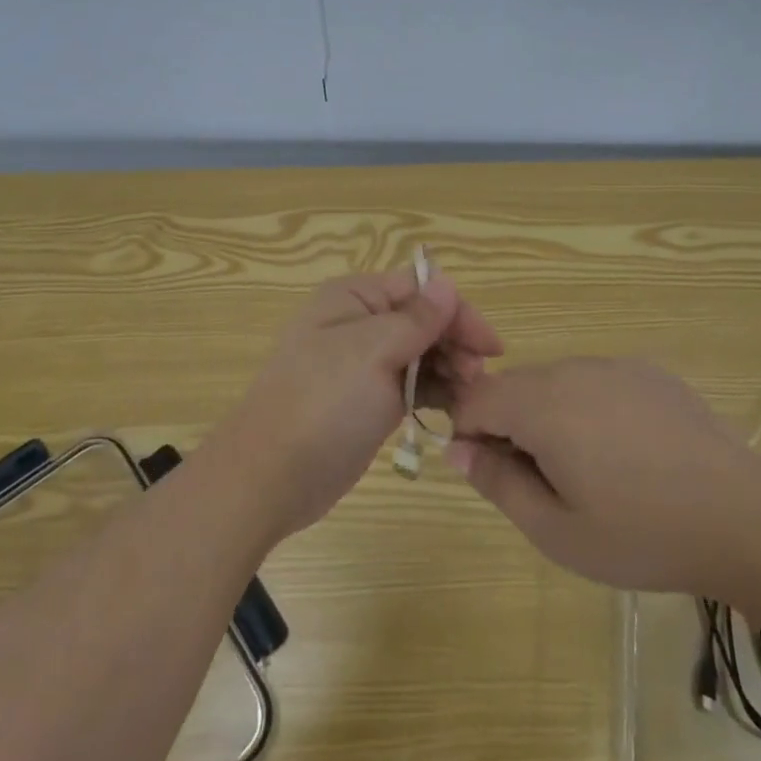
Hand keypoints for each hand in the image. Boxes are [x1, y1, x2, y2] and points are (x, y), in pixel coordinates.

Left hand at [210, 266, 503, 541]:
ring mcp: (364, 365)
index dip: (457, 311)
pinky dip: (436, 392)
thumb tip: (446, 284)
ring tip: (470, 398)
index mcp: (354, 298)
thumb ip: (415, 318)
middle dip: (456, 343)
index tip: (489, 348)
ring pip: (422, 353)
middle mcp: (359, 324)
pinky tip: (456, 411)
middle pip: (423, 319)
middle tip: (479, 379)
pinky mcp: (369, 401)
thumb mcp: (371, 351)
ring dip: (451, 369)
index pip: (419, 287)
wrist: (270, 477)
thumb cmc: (321, 403)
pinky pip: (412, 385)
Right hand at [446, 358, 760, 601]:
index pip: (474, 398)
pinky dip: (587, 408)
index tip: (490, 473)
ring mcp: (614, 365)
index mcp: (542, 404)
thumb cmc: (642, 534)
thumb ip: (498, 483)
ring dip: (548, 416)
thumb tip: (457, 450)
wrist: (746, 520)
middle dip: (508, 426)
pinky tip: (625, 452)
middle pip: (513, 386)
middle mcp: (572, 370)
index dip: (468, 433)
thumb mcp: (557, 530)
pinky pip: (594, 381)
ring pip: (553, 382)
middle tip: (541, 483)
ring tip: (588, 471)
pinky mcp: (648, 372)